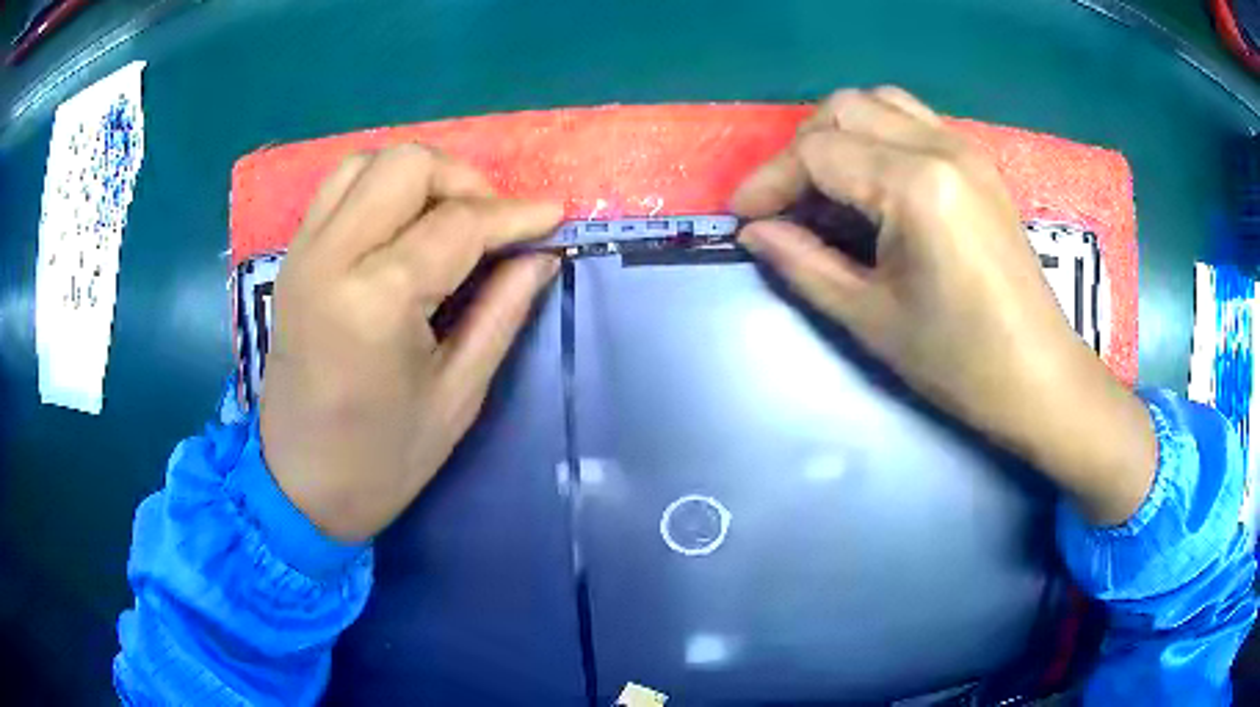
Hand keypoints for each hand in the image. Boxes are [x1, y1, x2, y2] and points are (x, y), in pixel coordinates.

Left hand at [260, 145, 561, 541]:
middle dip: (464, 181)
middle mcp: (331, 257)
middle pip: (407, 165)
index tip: (555, 216)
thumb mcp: (457, 395)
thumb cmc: (383, 459)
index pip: (458, 223)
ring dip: (420, 177)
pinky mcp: (293, 257)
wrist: (298, 485)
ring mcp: (304, 252)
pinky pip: (340, 188)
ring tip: (449, 219)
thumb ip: (502, 312)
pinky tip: (404, 225)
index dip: (515, 215)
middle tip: (493, 225)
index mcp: (375, 300)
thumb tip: (542, 255)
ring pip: (368, 162)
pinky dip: (381, 187)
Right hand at [731, 88, 1154, 524]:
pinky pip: (912, 120)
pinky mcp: (978, 162)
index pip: (818, 152)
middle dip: (801, 150)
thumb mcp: (870, 318)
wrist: (1039, 377)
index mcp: (916, 185)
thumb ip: (803, 263)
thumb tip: (754, 232)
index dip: (770, 181)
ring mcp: (965, 148)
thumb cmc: (959, 361)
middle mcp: (941, 147)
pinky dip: (876, 136)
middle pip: (844, 109)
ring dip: (838, 134)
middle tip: (786, 204)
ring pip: (879, 103)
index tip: (743, 218)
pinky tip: (871, 183)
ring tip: (824, 188)